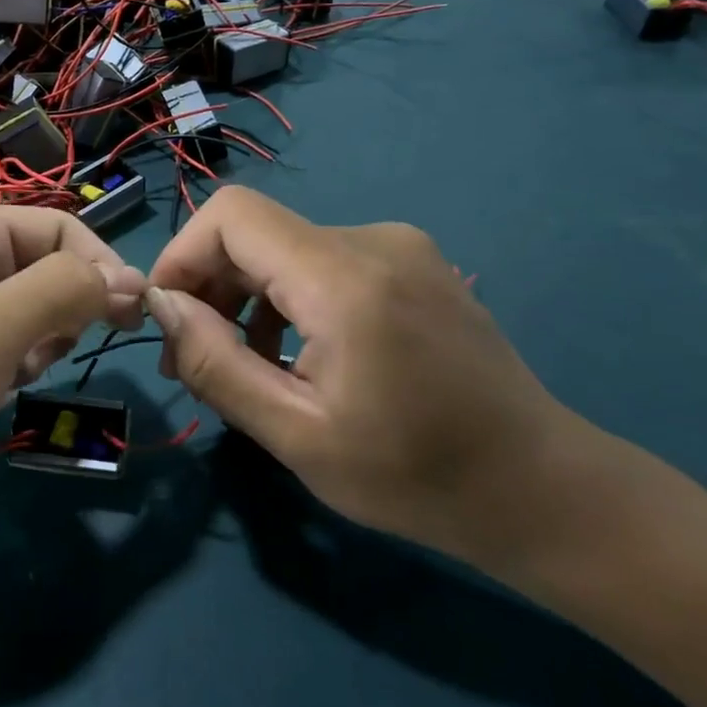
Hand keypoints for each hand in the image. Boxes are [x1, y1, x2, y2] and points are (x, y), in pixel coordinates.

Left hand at [0, 205, 146, 554]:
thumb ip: (67, 289)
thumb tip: (133, 279)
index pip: (56, 226)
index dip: (99, 266)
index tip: (133, 318)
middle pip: (42, 266)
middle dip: (61, 309)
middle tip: (48, 352)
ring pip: (26, 310)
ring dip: (37, 342)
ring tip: (11, 375)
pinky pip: (0, 344)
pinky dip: (12, 365)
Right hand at [146, 187, 583, 564]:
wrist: (544, 490)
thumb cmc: (418, 477)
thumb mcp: (297, 436)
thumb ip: (216, 365)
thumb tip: (162, 306)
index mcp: (345, 278)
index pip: (232, 216)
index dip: (182, 255)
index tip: (167, 319)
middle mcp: (372, 240)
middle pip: (256, 232)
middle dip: (208, 287)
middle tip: (192, 362)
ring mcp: (398, 247)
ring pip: (284, 249)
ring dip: (246, 298)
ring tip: (242, 368)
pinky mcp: (411, 263)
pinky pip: (321, 263)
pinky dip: (287, 299)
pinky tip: (294, 356)